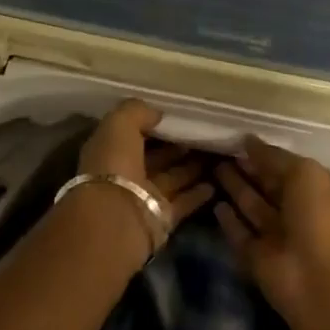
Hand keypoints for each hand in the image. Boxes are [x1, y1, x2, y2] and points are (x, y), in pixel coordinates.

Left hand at [73, 100, 214, 258]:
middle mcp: (126, 174)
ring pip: (173, 178)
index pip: (134, 134)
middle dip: (177, 147)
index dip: (154, 125)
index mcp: (110, 150)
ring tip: (219, 154)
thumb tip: (157, 113)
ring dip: (193, 167)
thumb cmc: (114, 164)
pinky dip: (199, 193)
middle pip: (156, 157)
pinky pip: (184, 201)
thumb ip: (137, 112)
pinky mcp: (162, 217)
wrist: (116, 217)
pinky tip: (216, 182)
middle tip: (205, 134)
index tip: (180, 116)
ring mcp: (145, 196)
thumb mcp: (119, 125)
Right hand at [215, 136, 329, 306]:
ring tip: (212, 167)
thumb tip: (248, 140)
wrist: (318, 280)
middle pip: (268, 187)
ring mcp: (277, 238)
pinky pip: (240, 234)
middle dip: (248, 169)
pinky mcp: (257, 258)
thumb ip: (274, 157)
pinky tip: (214, 203)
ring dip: (235, 189)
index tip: (239, 139)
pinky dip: (228, 221)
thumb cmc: (319, 218)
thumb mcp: (304, 174)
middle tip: (219, 149)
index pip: (288, 169)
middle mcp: (298, 214)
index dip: (266, 155)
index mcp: (318, 192)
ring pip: (252, 208)